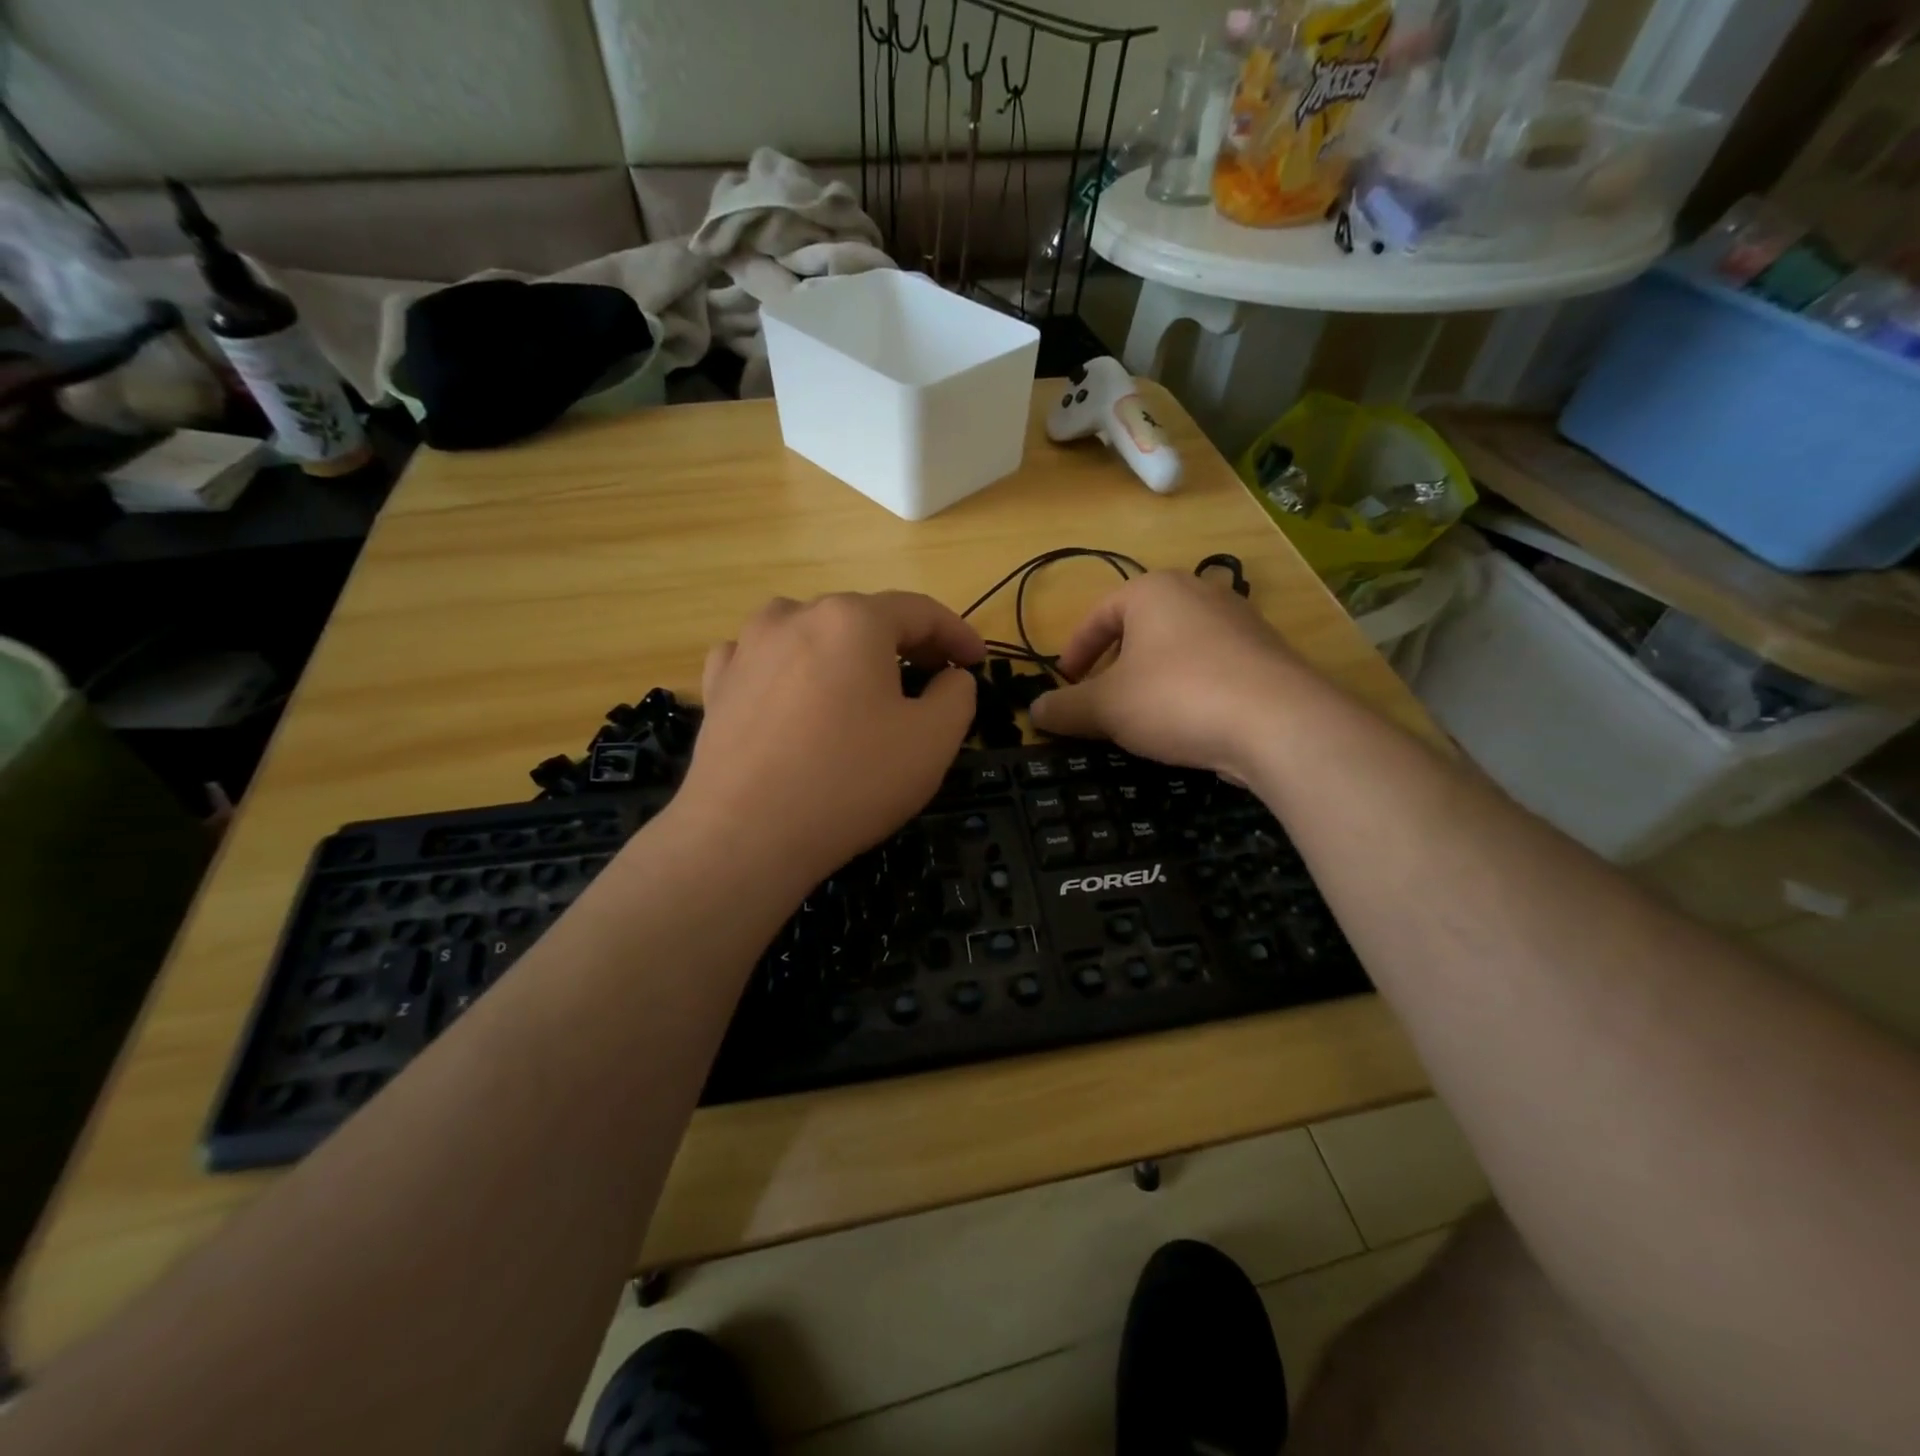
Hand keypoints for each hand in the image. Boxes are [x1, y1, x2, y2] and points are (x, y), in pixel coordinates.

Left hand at [674, 592, 983, 886]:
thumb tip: (949, 678)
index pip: (920, 612)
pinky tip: (796, 697)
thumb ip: (957, 695)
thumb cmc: (850, 781)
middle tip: (930, 680)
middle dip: (904, 645)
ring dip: (845, 653)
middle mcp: (796, 615)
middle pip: (865, 619)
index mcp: (854, 620)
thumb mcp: (933, 740)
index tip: (977, 662)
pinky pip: (765, 660)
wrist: (744, 835)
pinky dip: (792, 670)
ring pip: (812, 633)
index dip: (957, 635)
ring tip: (861, 687)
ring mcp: (748, 647)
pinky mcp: (718, 683)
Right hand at [1030, 571, 1308, 776]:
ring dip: (1152, 679)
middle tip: (1100, 701)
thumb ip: (1065, 707)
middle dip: (1114, 666)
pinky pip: (1213, 668)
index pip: (1099, 615)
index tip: (1065, 682)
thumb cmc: (1176, 697)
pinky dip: (1190, 690)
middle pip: (1140, 629)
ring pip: (1177, 649)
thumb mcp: (1106, 707)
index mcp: (1154, 590)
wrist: (1279, 722)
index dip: (1075, 651)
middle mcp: (1199, 593)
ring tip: (1142, 716)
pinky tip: (1188, 724)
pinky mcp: (1268, 655)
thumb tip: (1035, 710)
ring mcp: (1240, 621)